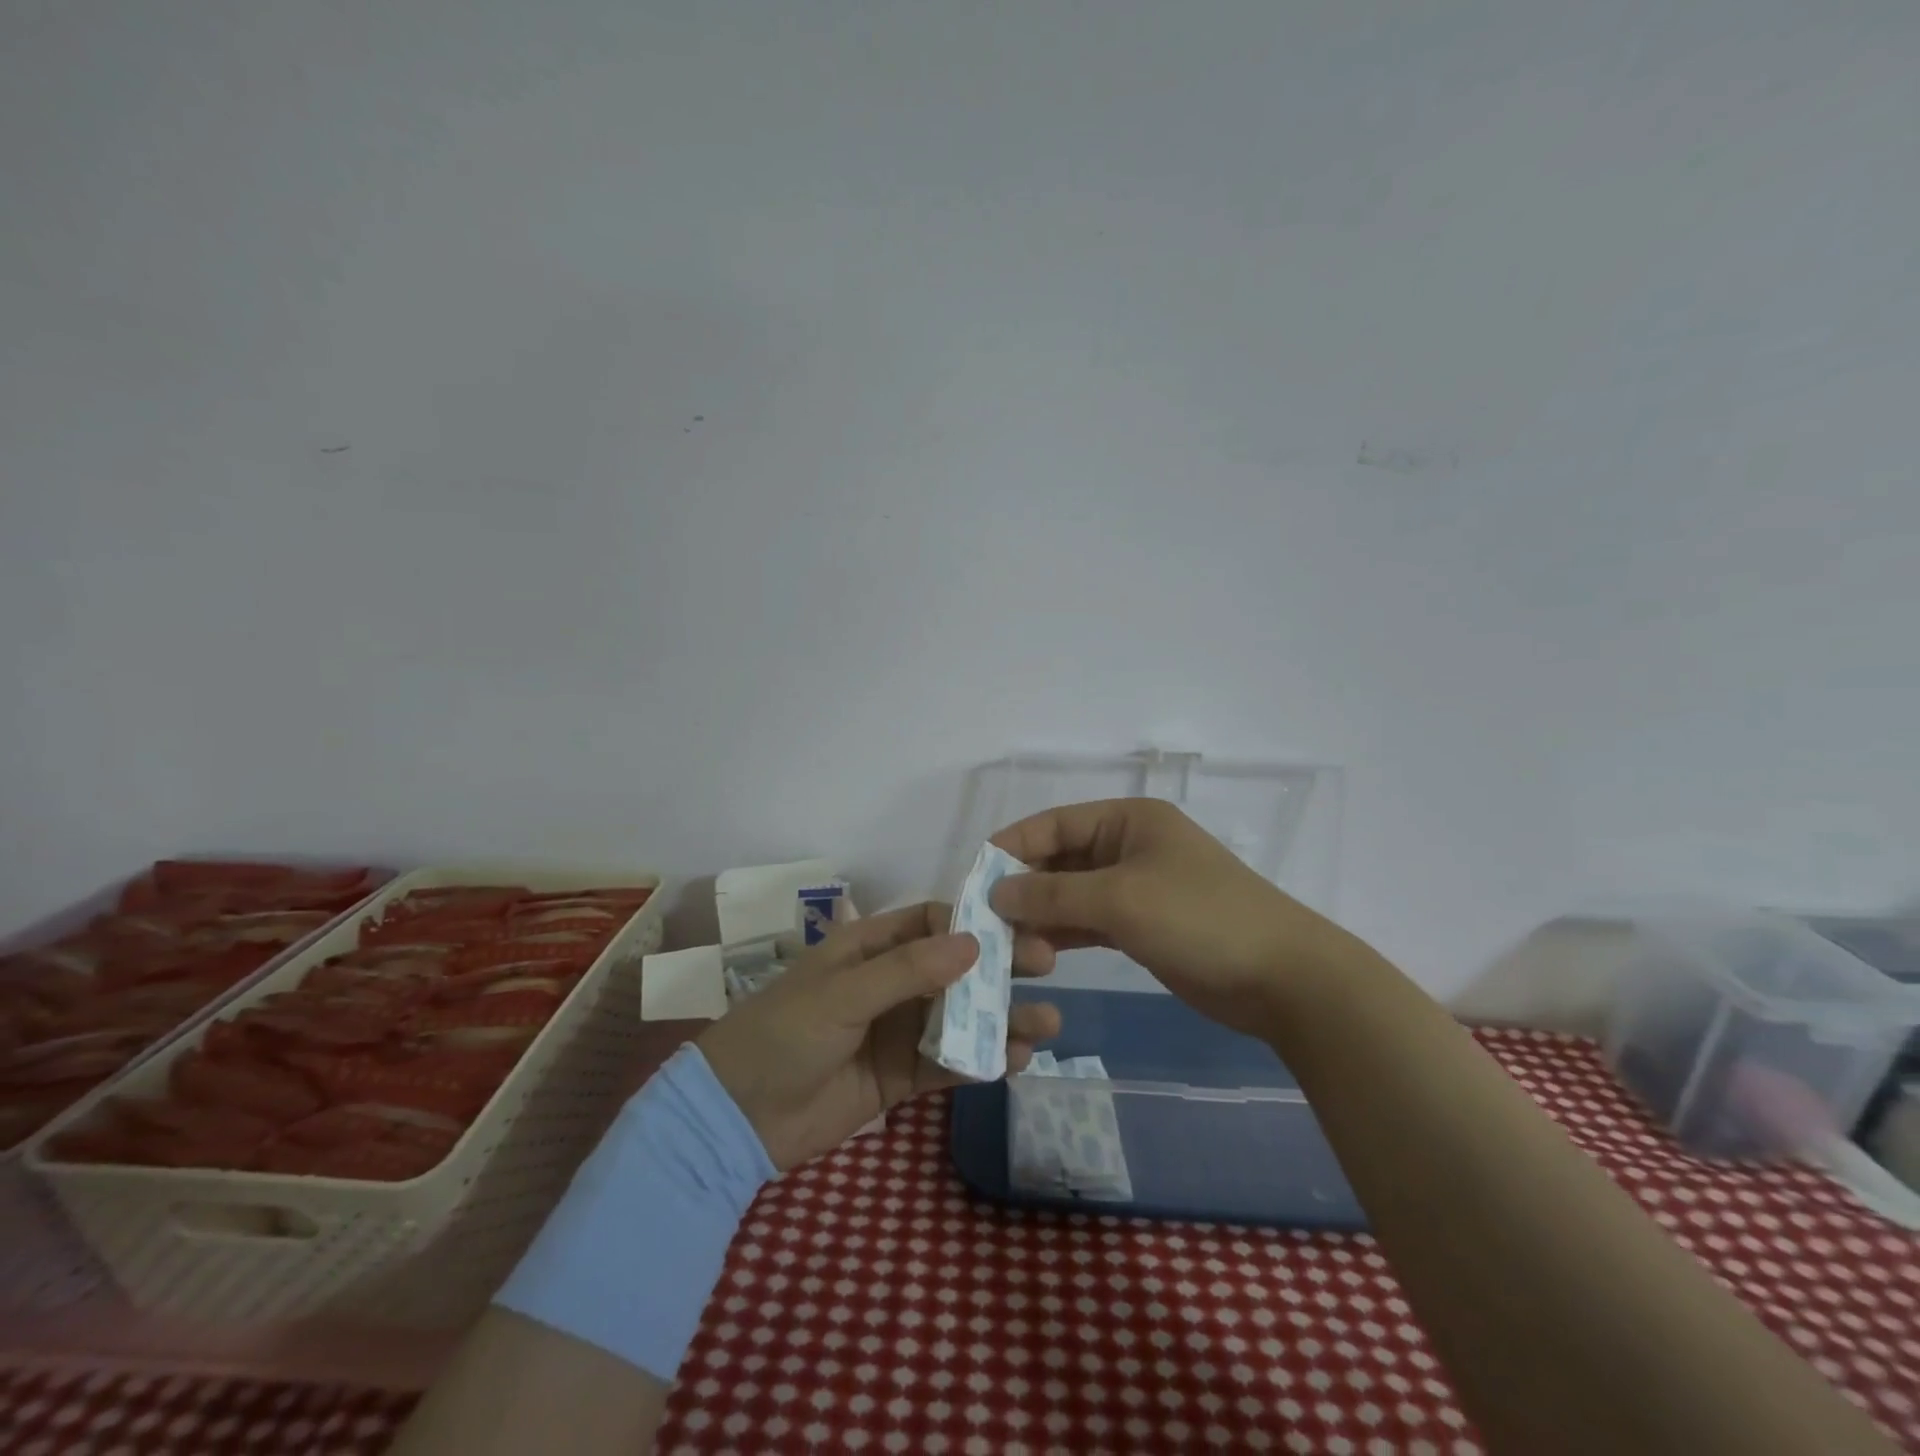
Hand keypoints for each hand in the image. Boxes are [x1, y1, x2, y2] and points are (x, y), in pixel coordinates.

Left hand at [697, 902, 1060, 1171]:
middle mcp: (889, 982)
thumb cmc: (783, 1035)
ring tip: (1047, 1024)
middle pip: (954, 967)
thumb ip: (907, 971)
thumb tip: (974, 943)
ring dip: (1000, 1018)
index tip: (1018, 928)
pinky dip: (980, 1060)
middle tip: (1046, 967)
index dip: (973, 922)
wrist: (736, 1117)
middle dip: (998, 968)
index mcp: (869, 947)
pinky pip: (947, 1062)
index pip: (931, 921)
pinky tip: (1015, 1061)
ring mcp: (896, 1030)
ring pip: (959, 1016)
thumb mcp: (842, 994)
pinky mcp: (899, 1076)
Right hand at [990, 798, 1362, 1035]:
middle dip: (1024, 886)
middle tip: (983, 918)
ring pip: (1073, 894)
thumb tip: (996, 892)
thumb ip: (1052, 895)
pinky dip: (1064, 934)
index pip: (1054, 823)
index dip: (1012, 846)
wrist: (1282, 978)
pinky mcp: (1144, 925)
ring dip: (1040, 914)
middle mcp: (1129, 846)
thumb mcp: (1120, 899)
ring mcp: (1138, 887)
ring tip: (1003, 941)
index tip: (974, 876)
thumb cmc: (1199, 919)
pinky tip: (1036, 953)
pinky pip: (1091, 922)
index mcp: (1128, 820)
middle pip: (1060, 859)